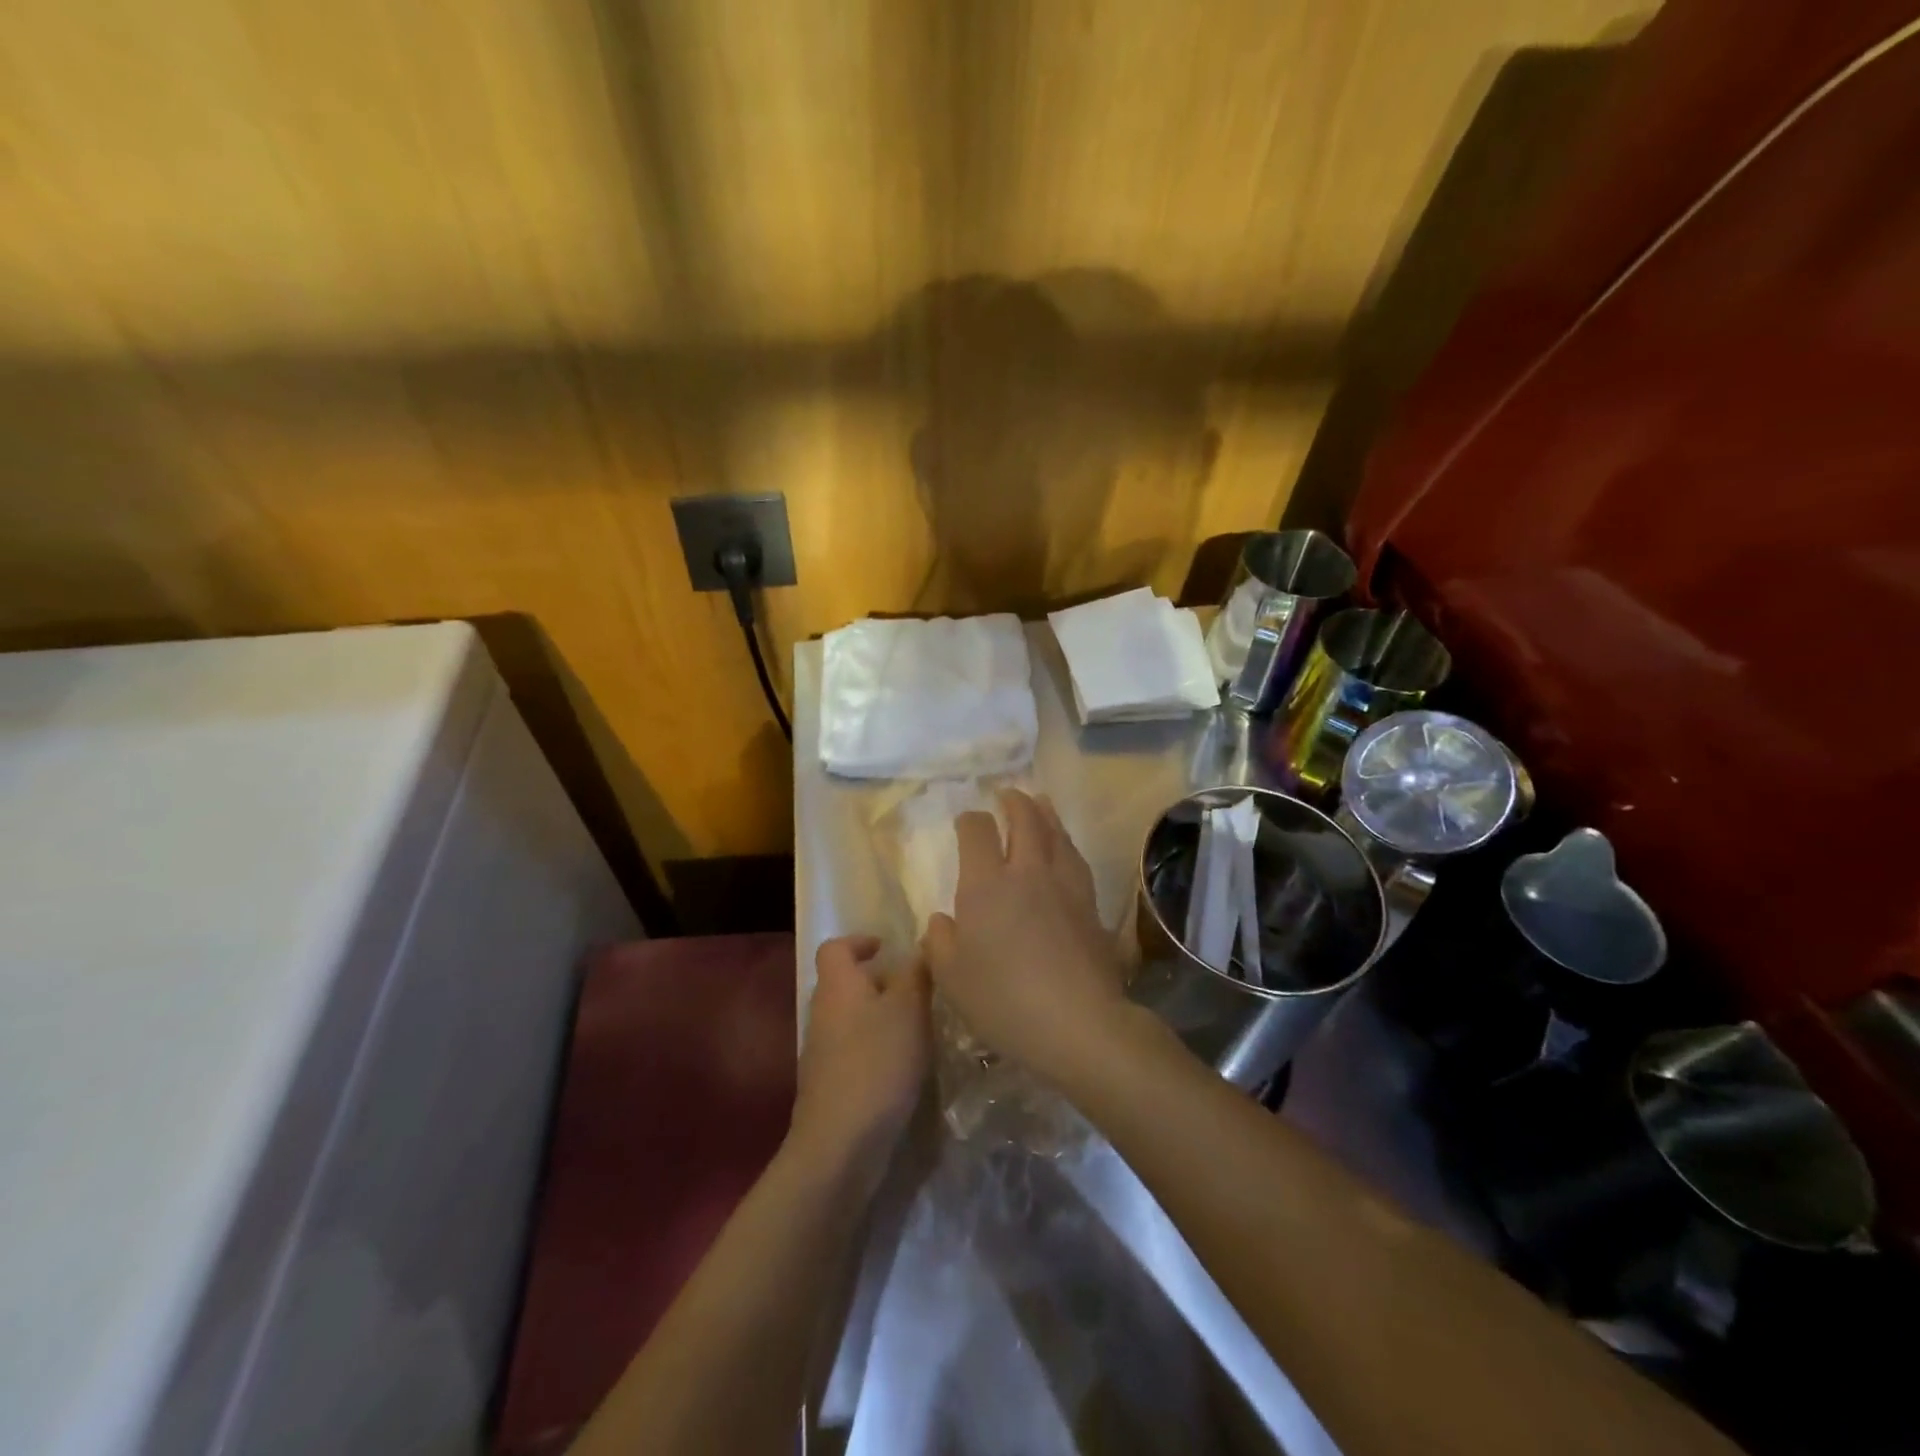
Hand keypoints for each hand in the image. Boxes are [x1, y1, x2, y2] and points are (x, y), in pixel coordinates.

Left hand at [790, 935, 930, 1183]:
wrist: (840, 1144)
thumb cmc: (876, 1063)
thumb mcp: (909, 1009)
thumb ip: (916, 973)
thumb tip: (921, 945)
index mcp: (838, 985)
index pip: (835, 947)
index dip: (860, 941)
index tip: (889, 948)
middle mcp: (823, 1012)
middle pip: (846, 983)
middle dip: (880, 982)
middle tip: (918, 989)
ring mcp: (822, 1051)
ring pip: (853, 1018)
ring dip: (882, 1017)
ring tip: (920, 1026)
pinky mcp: (830, 1084)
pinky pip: (855, 1050)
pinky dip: (878, 1048)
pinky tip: (905, 1065)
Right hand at [921, 789, 1129, 1083]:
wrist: (1079, 1022)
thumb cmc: (1004, 1001)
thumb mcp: (953, 979)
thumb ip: (940, 943)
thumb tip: (941, 920)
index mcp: (986, 885)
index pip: (977, 832)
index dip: (970, 821)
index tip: (966, 822)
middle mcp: (1027, 872)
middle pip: (1025, 819)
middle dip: (1014, 802)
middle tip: (1008, 793)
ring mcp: (1064, 885)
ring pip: (1056, 833)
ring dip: (1044, 812)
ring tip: (1039, 802)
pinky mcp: (1090, 904)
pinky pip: (1075, 857)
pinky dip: (1065, 842)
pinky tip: (1065, 848)